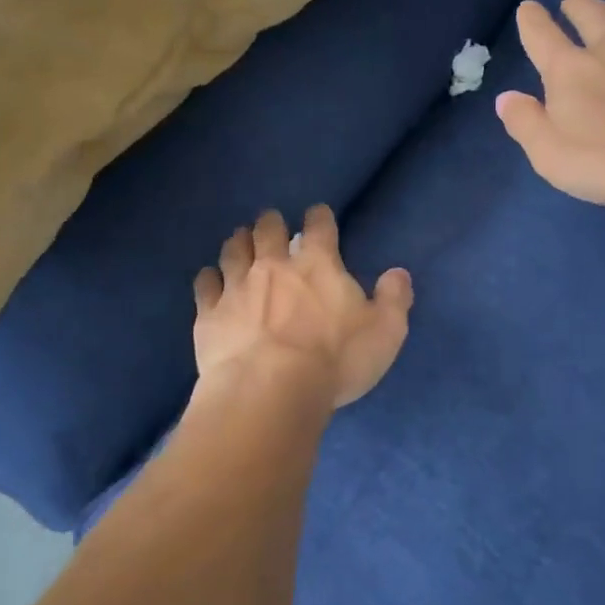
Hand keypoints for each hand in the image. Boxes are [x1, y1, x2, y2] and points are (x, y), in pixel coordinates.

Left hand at [194, 207, 413, 408]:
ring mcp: (237, 286)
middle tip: (272, 223)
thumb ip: (394, 299)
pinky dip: (210, 278)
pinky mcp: (209, 313)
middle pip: (268, 229)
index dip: (319, 216)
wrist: (269, 390)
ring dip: (239, 241)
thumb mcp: (385, 332)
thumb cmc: (335, 360)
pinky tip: (211, 279)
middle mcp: (274, 265)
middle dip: (271, 222)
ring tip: (241, 240)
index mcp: (318, 264)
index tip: (318, 214)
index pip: (319, 226)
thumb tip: (398, 274)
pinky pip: (206, 284)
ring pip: (234, 250)